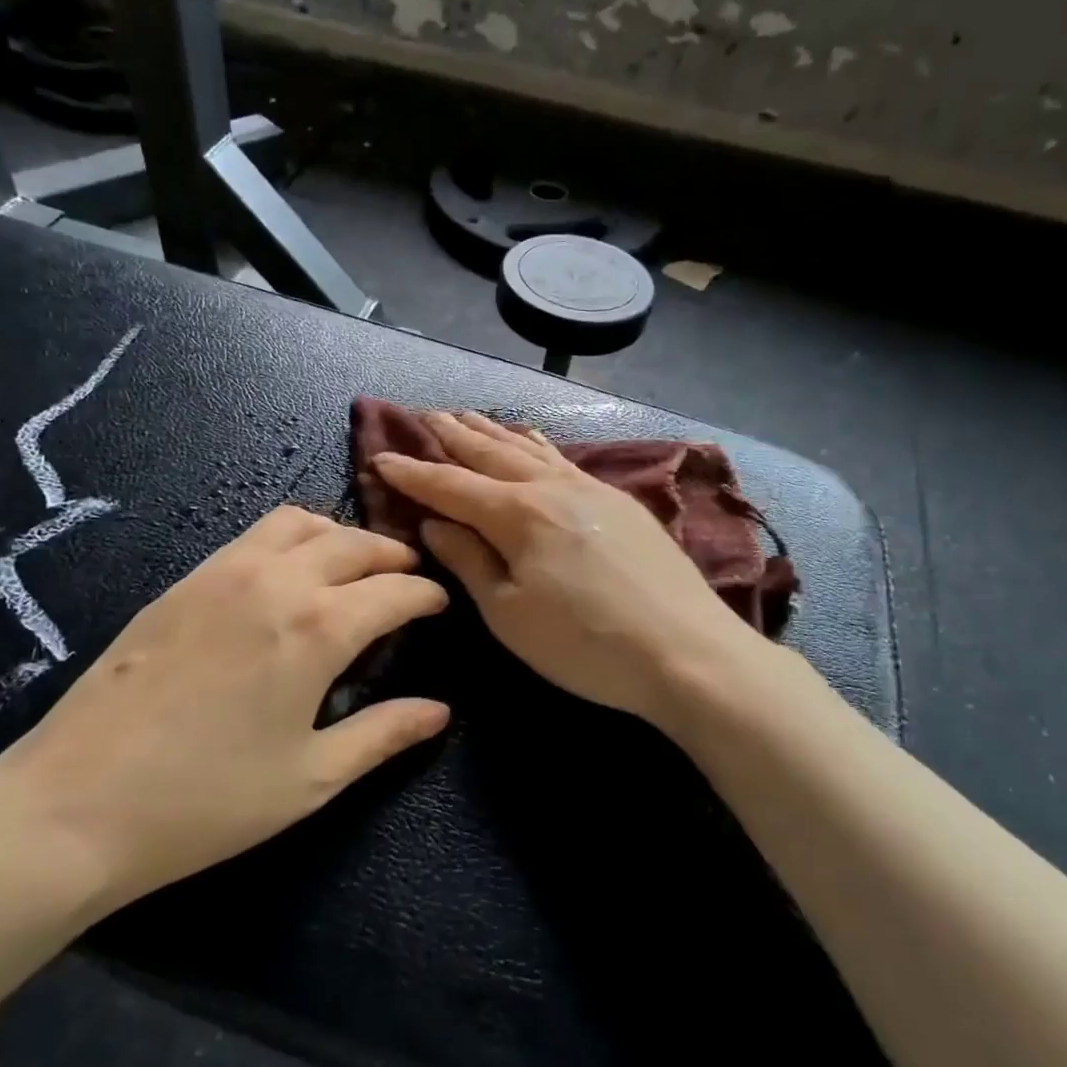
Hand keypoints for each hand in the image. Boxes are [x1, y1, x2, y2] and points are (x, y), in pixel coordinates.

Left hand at [0, 506, 449, 914]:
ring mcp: (224, 572)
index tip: (439, 604)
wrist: (74, 803)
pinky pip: (254, 535)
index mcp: (318, 627)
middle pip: (352, 542)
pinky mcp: (185, 579)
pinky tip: (288, 572)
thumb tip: (440, 711)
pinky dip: (291, 538)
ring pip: (299, 522)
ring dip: (339, 534)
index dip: (426, 596)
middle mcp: (277, 581)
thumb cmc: (206, 801)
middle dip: (391, 556)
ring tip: (353, 563)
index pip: (393, 592)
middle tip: (407, 578)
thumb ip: (383, 734)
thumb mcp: (311, 778)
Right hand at [372, 411, 754, 725]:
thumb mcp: (510, 615)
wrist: (686, 651)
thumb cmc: (584, 645)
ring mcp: (590, 489)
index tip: (379, 456)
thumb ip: (469, 561)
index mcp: (517, 514)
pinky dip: (537, 444)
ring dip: (493, 432)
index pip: (451, 485)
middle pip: (491, 453)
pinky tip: (533, 438)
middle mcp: (550, 488)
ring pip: (529, 448)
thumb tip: (434, 524)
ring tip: (468, 415)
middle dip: (453, 436)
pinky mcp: (619, 502)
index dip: (413, 473)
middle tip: (424, 416)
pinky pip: (563, 459)